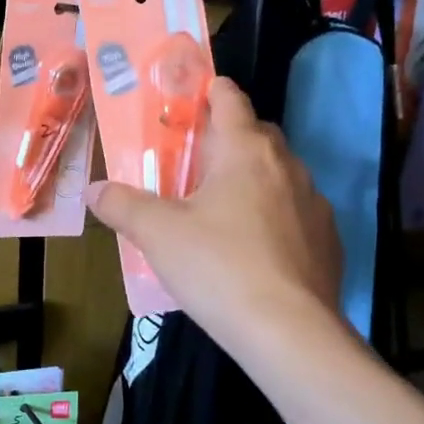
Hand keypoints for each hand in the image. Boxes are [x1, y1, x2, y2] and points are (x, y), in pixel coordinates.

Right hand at [86, 76, 344, 349]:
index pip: (231, 101)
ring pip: (280, 175)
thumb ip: (122, 205)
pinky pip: (296, 213)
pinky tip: (254, 249)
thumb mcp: (157, 234)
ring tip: (223, 208)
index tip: (197, 94)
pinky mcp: (328, 242)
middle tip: (197, 161)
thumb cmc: (217, 266)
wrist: (288, 332)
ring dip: (254, 179)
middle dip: (230, 139)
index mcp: (246, 152)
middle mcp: (287, 167)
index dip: (213, 91)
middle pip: (258, 135)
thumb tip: (94, 190)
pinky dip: (275, 216)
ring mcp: (314, 204)